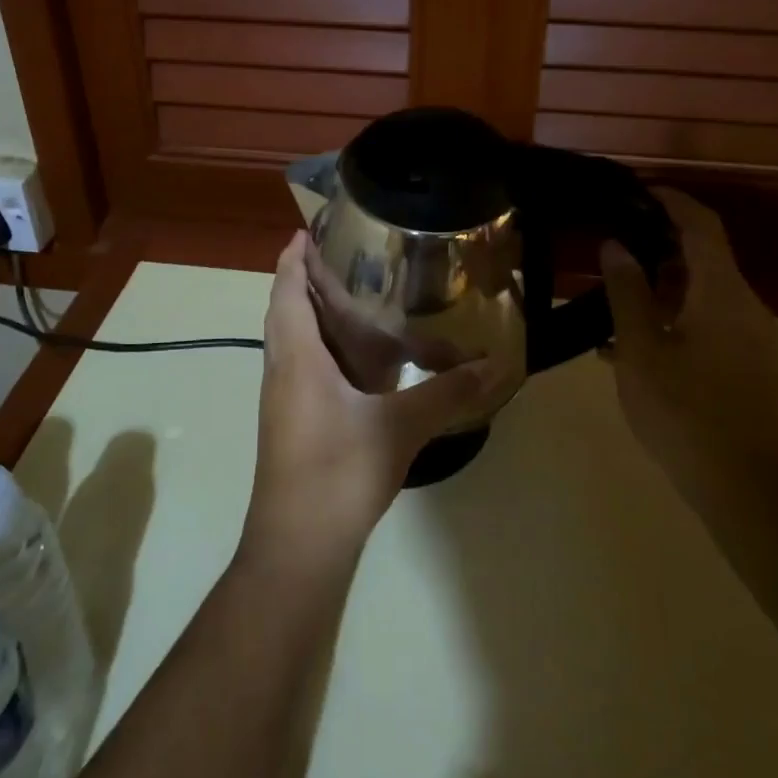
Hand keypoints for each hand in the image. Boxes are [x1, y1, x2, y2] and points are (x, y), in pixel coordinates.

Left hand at [246, 232, 508, 570]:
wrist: (298, 545)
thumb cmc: (339, 473)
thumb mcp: (399, 428)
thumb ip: (446, 393)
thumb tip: (494, 365)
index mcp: (297, 358)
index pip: (286, 292)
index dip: (292, 259)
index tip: (305, 232)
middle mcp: (283, 371)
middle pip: (287, 312)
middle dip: (306, 282)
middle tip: (343, 260)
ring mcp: (284, 400)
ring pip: (295, 343)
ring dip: (315, 318)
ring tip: (354, 302)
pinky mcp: (292, 424)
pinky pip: (305, 369)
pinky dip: (326, 351)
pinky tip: (360, 363)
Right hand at [600, 191, 777, 511]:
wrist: (751, 492)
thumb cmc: (687, 414)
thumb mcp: (642, 350)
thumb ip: (627, 294)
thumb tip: (616, 245)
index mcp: (722, 293)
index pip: (701, 225)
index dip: (670, 200)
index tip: (634, 190)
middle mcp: (745, 306)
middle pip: (704, 256)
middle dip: (658, 243)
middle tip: (612, 244)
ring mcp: (753, 339)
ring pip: (704, 292)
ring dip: (662, 285)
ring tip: (613, 295)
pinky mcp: (750, 367)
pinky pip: (709, 322)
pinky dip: (674, 316)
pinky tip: (634, 344)